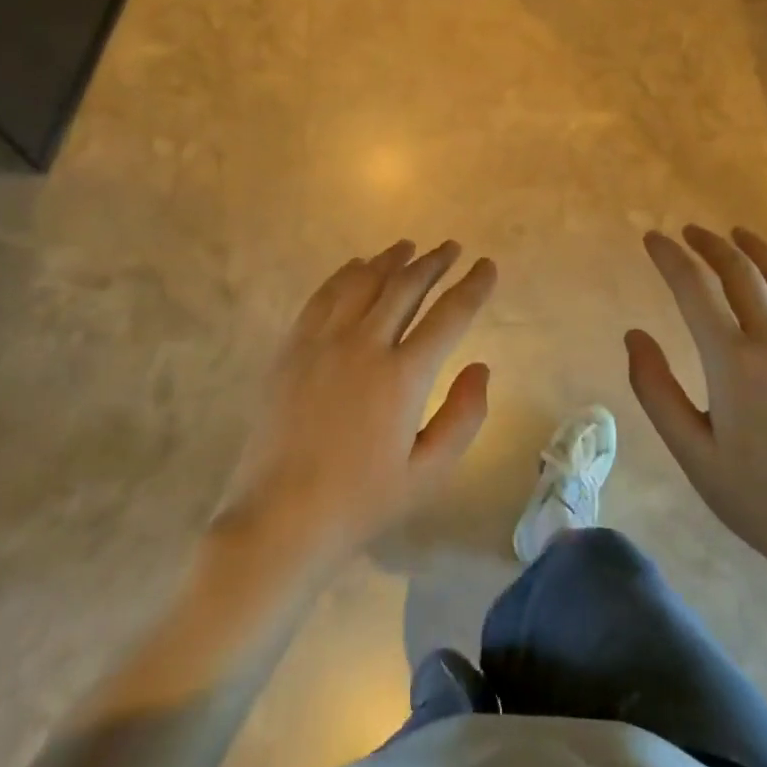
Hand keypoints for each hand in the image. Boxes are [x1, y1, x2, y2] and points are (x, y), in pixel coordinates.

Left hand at [215, 241, 496, 568]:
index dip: (473, 286)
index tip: (487, 266)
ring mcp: (322, 342)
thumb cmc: (361, 501)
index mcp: (403, 377)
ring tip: (409, 247)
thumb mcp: (428, 473)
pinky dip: (346, 274)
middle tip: (452, 248)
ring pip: (363, 282)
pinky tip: (357, 266)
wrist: (279, 519)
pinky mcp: (292, 347)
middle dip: (434, 262)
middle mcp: (364, 345)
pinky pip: (323, 295)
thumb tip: (481, 366)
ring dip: (391, 260)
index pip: (449, 315)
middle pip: (406, 286)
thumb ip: (464, 417)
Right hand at [628, 226, 766, 571]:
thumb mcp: (690, 451)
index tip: (651, 238)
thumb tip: (634, 335)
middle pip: (740, 271)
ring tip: (734, 234)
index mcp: (733, 362)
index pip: (695, 289)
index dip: (670, 258)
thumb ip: (655, 389)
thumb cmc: (756, 496)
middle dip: (709, 244)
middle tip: (687, 232)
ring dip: (754, 248)